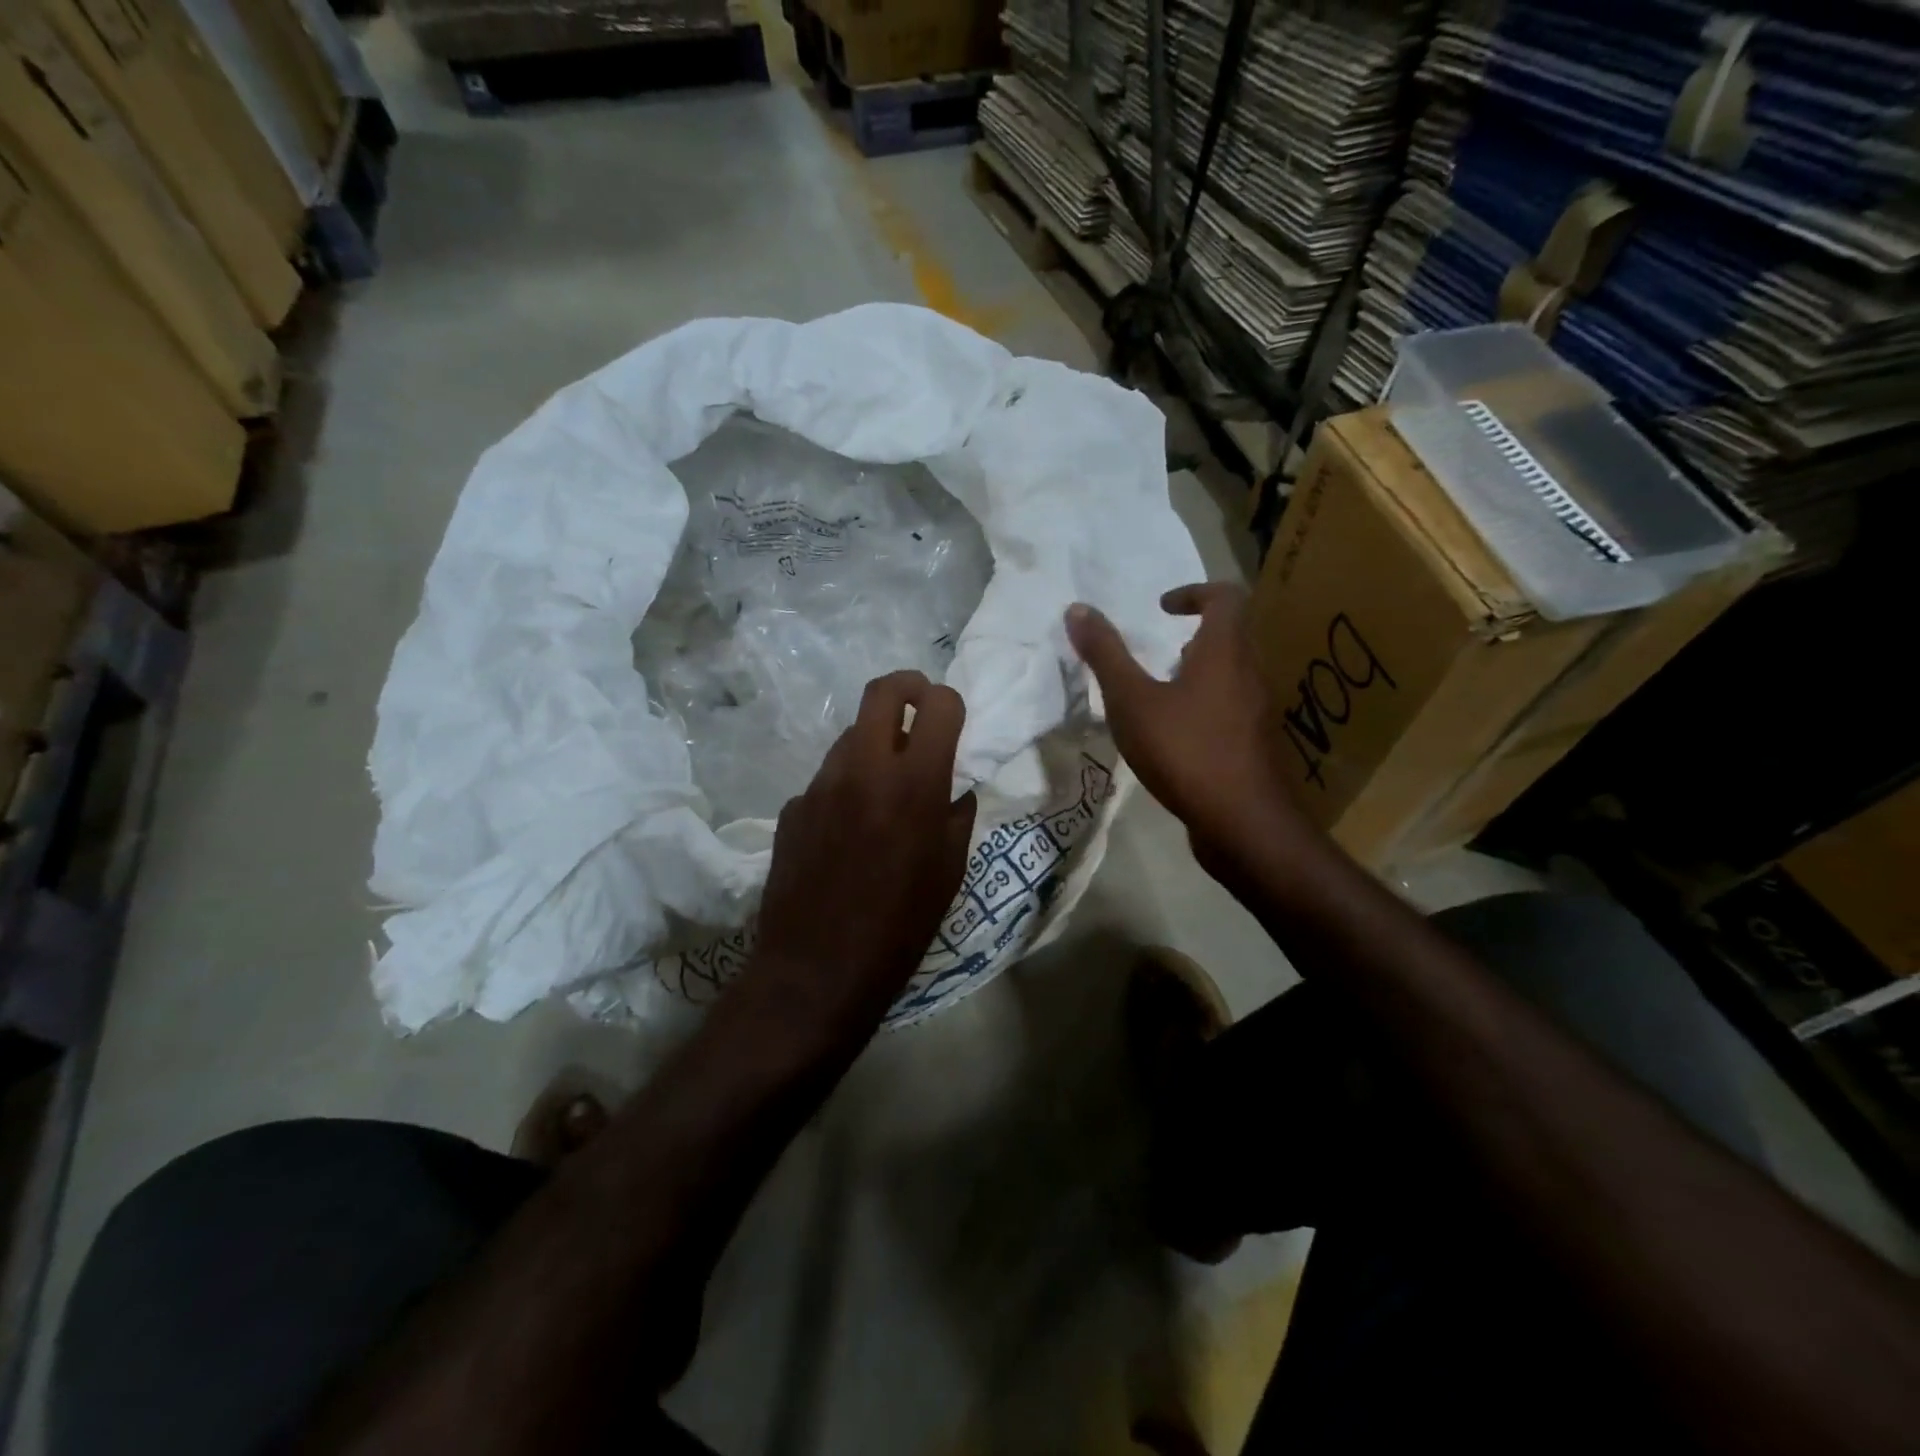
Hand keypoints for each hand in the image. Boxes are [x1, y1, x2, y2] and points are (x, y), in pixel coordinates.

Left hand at [743, 670, 977, 1040]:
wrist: (817, 971)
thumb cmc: (900, 928)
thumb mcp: (949, 872)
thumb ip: (956, 814)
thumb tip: (953, 786)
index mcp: (914, 783)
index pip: (937, 704)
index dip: (950, 703)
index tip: (952, 720)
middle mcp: (863, 769)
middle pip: (882, 691)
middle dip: (908, 688)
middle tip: (919, 711)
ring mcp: (820, 785)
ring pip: (851, 736)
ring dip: (874, 745)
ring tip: (883, 790)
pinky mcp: (792, 808)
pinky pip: (827, 780)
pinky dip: (845, 788)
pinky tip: (846, 832)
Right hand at [1066, 585, 1308, 878]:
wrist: (1242, 823)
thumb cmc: (1185, 751)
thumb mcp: (1132, 701)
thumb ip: (1105, 655)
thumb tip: (1077, 609)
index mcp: (1225, 652)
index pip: (1225, 596)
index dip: (1193, 592)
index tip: (1161, 609)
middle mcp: (1250, 674)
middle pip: (1230, 636)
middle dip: (1193, 637)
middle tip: (1156, 654)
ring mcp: (1258, 712)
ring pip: (1231, 675)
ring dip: (1198, 673)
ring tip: (1160, 695)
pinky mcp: (1255, 745)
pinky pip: (1231, 708)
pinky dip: (1204, 706)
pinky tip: (1176, 737)